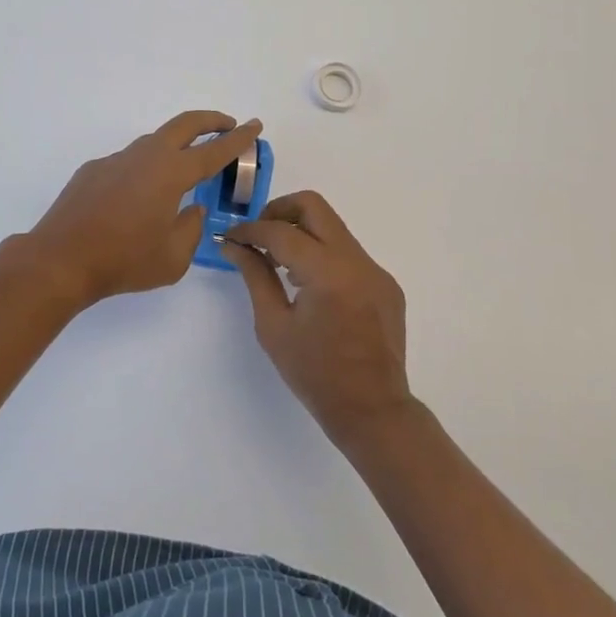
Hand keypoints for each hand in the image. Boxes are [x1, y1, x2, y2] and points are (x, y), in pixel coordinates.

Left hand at [25, 111, 263, 308]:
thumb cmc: (123, 261)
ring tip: (184, 166)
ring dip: (176, 145)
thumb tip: (191, 210)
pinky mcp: (93, 170)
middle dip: (210, 121)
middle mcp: (145, 157)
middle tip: (228, 125)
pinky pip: (128, 162)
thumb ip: (191, 229)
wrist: (60, 260)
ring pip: (154, 142)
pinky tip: (138, 197)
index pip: (214, 151)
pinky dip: (144, 168)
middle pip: (184, 125)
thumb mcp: (173, 257)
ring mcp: (115, 160)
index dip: (238, 139)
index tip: (254, 125)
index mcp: (171, 174)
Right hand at [223, 192, 414, 445]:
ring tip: (279, 263)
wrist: (373, 410)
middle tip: (258, 236)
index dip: (250, 230)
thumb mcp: (274, 326)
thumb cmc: (315, 374)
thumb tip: (234, 245)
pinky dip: (323, 256)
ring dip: (301, 233)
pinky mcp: (385, 283)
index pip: (280, 231)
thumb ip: (255, 276)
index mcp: (327, 272)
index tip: (230, 238)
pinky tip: (310, 286)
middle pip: (313, 206)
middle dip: (278, 212)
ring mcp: (375, 270)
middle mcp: (356, 260)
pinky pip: (348, 253)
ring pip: (332, 227)